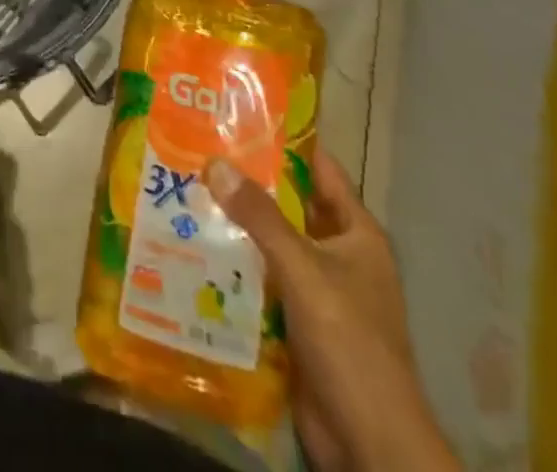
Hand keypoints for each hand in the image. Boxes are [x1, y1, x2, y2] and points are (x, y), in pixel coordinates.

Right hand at [207, 149, 459, 471]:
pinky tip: (196, 246)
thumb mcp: (304, 270)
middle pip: (290, 205)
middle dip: (250, 182)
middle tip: (200, 150)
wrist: (369, 443)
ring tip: (187, 190)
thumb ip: (260, 218)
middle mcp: (339, 254)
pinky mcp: (298, 322)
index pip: (320, 170)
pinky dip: (235, 264)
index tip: (241, 116)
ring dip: (237, 225)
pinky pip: (263, 280)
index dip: (285, 142)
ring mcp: (318, 290)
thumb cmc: (350, 343)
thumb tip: (214, 162)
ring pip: (272, 243)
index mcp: (356, 234)